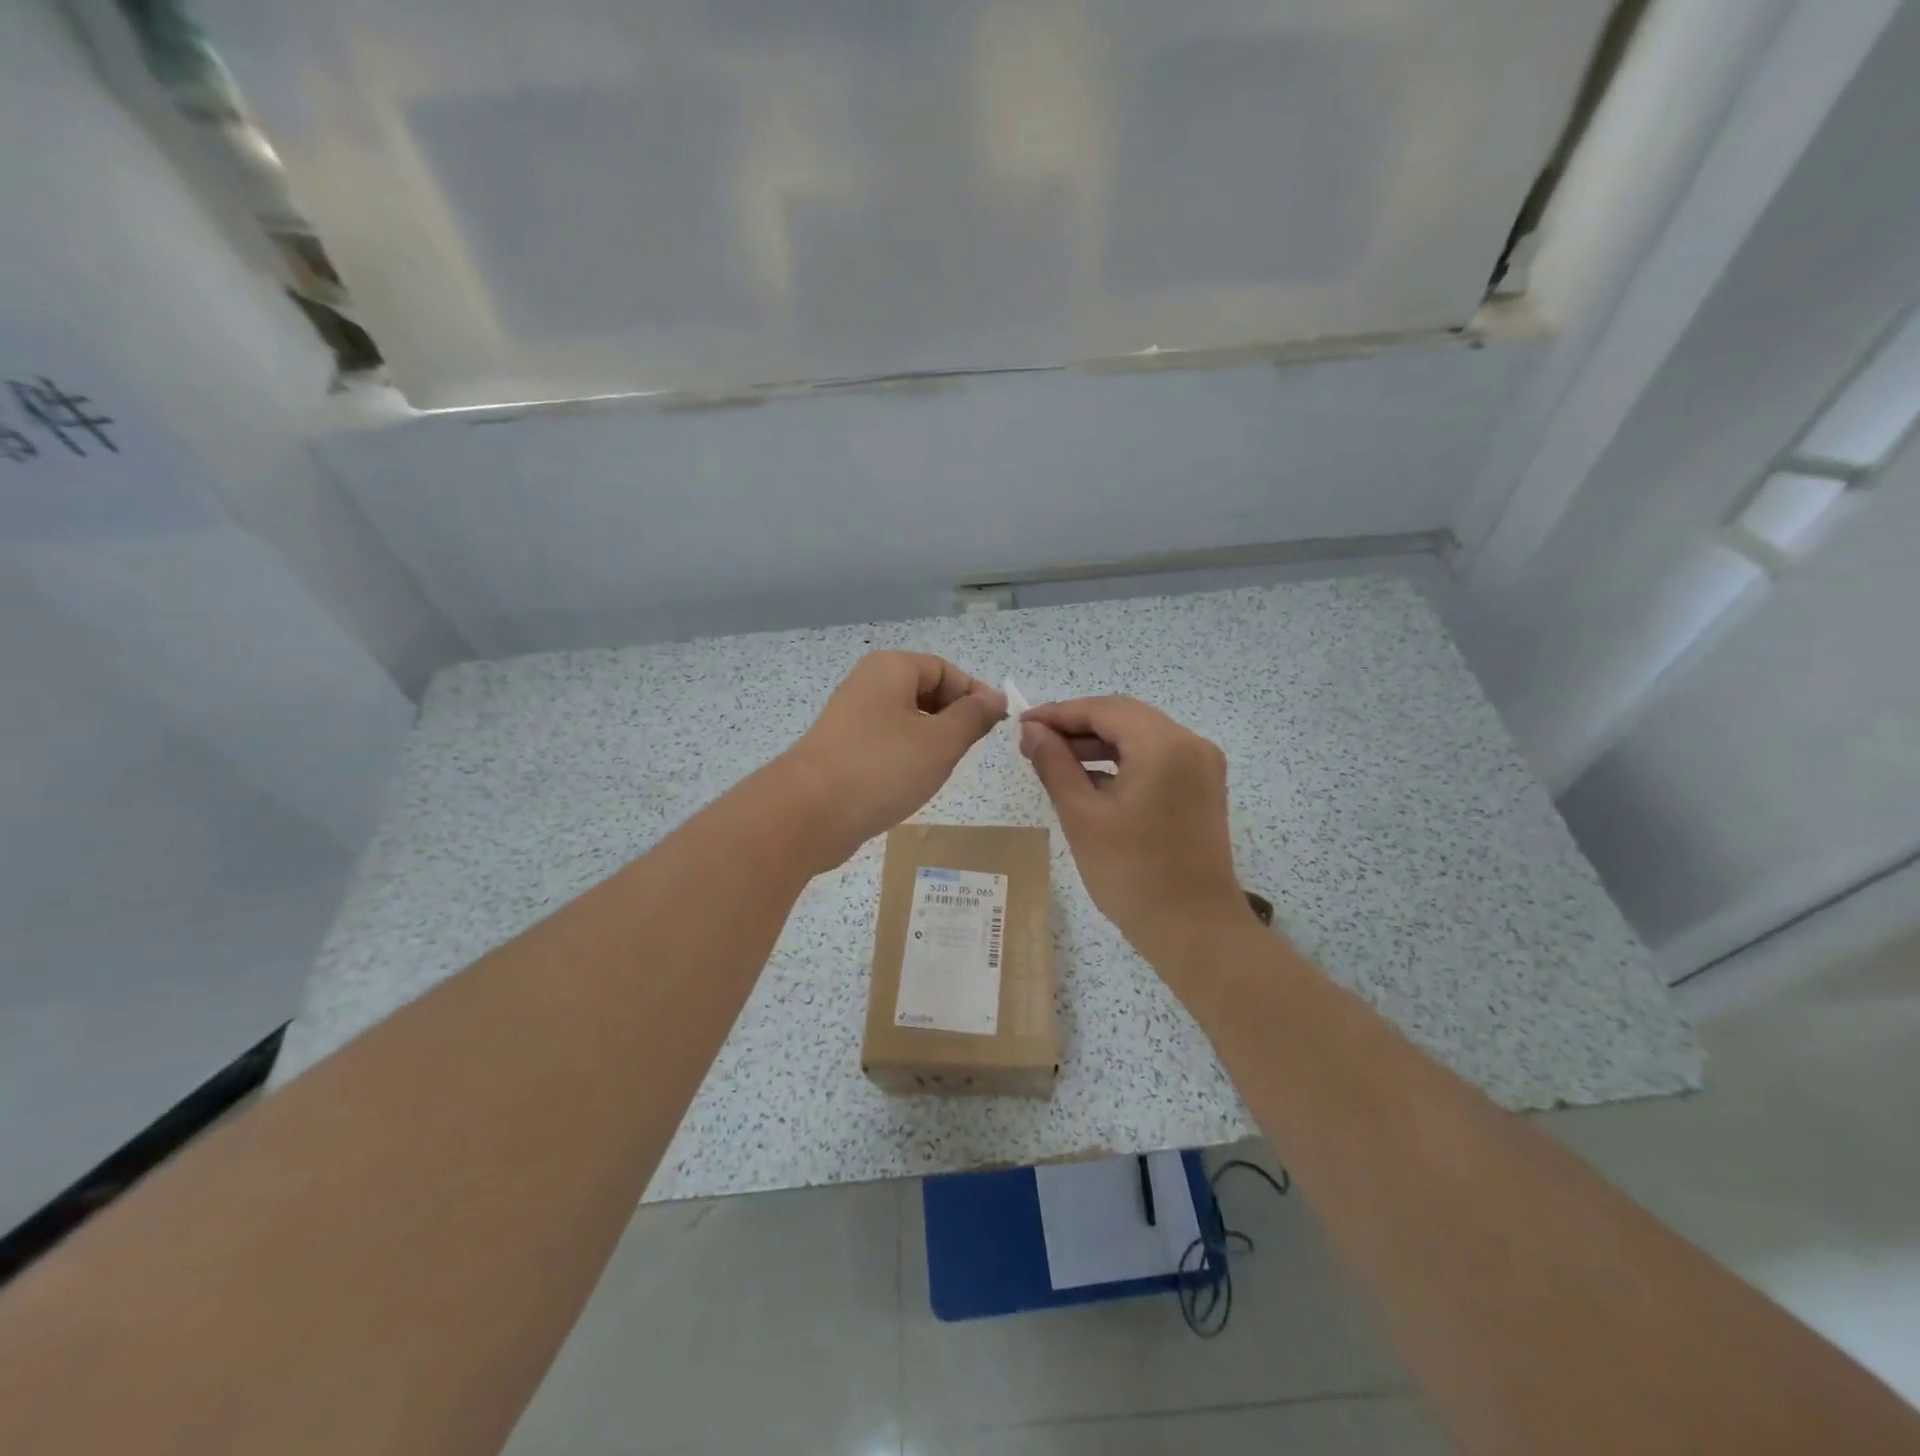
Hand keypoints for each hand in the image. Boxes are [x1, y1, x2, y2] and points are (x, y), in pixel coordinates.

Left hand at [781, 652, 1005, 868]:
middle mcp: (868, 684)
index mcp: (891, 669)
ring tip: (942, 769)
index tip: (995, 728)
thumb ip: (973, 717)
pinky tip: (911, 782)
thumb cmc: (882, 768)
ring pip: (907, 719)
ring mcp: (851, 717)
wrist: (808, 813)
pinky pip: (886, 742)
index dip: (975, 695)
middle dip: (953, 718)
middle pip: (925, 691)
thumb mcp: (941, 742)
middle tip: (969, 750)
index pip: (946, 670)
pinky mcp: (841, 748)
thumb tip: (995, 698)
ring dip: (930, 740)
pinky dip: (905, 756)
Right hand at [1019, 697, 1259, 973]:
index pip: (1104, 710)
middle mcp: (1190, 744)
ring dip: (1098, 744)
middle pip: (1125, 718)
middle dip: (1077, 726)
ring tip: (1054, 760)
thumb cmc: (1132, 873)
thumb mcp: (1082, 815)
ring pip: (1140, 738)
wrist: (1195, 930)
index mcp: (1164, 744)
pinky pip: (1155, 759)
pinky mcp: (1202, 789)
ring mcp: (1201, 766)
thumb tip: (1032, 732)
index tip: (1022, 725)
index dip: (1059, 713)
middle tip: (1034, 743)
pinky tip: (1089, 780)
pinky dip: (1122, 763)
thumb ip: (1054, 764)